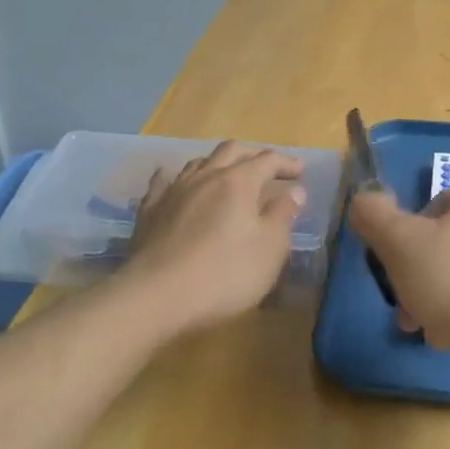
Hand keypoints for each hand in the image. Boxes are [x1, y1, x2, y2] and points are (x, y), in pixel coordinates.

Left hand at [121, 142, 306, 333]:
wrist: (154, 297)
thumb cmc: (224, 274)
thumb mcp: (269, 249)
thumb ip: (283, 215)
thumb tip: (295, 191)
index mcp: (238, 182)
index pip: (268, 160)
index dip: (286, 163)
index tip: (301, 171)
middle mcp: (205, 176)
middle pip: (231, 151)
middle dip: (253, 154)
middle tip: (268, 167)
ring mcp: (173, 191)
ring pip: (199, 162)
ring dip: (219, 163)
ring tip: (228, 176)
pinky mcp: (149, 211)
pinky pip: (164, 181)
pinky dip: (179, 178)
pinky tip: (178, 183)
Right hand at [350, 188, 449, 384]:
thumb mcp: (400, 244)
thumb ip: (375, 216)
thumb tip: (363, 198)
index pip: (435, 203)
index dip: (408, 230)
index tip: (394, 262)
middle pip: (446, 245)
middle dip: (418, 274)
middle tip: (404, 304)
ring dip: (437, 300)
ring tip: (425, 328)